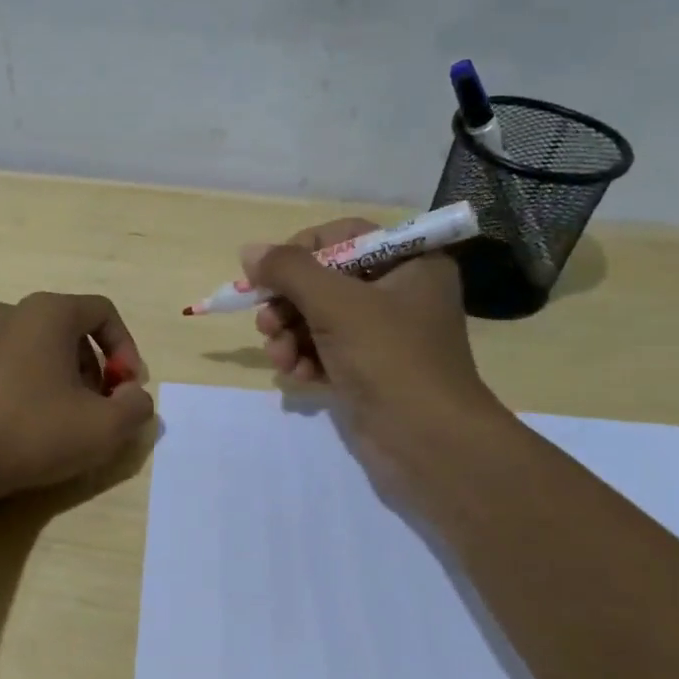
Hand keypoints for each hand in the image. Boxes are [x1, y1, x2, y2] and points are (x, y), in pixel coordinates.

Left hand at [0, 292, 154, 499]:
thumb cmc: (32, 432)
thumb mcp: (104, 428)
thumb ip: (136, 407)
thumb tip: (134, 397)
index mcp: (47, 312)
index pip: (102, 312)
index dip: (126, 349)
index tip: (127, 388)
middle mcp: (10, 312)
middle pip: (69, 329)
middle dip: (93, 366)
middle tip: (97, 407)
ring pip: (36, 347)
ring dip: (60, 376)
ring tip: (62, 418)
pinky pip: (6, 364)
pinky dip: (25, 384)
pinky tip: (23, 423)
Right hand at [244, 219, 505, 450]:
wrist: (428, 442)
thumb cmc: (389, 358)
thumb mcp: (336, 304)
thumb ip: (289, 271)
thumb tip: (250, 250)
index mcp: (410, 263)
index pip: (345, 237)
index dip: (302, 251)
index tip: (270, 274)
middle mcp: (399, 293)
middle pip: (325, 280)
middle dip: (288, 303)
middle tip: (266, 324)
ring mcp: (383, 335)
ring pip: (319, 319)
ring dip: (290, 335)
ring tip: (279, 357)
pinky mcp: (369, 370)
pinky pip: (325, 351)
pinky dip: (305, 360)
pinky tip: (296, 376)